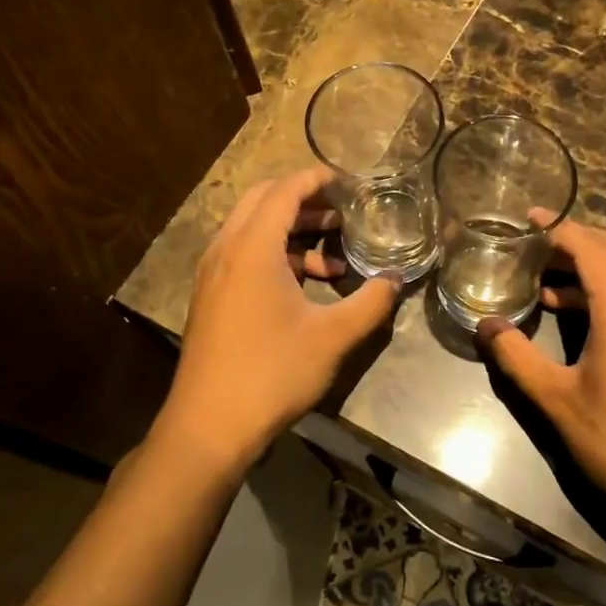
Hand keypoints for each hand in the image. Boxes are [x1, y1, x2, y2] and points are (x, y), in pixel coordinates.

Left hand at [158, 167, 400, 473]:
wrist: (208, 427)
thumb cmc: (272, 374)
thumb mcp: (333, 337)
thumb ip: (371, 302)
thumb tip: (397, 279)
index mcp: (252, 248)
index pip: (284, 190)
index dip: (318, 179)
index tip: (350, 183)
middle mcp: (225, 250)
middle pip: (263, 201)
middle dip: (304, 199)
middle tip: (342, 211)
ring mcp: (212, 274)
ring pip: (252, 229)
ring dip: (291, 230)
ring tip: (333, 255)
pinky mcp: (210, 297)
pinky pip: (243, 255)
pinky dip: (275, 255)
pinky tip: (306, 286)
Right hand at [478, 221, 605, 532]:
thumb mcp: (558, 401)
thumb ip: (517, 357)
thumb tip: (485, 326)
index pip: (590, 246)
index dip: (557, 228)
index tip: (527, 220)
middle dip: (574, 241)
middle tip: (533, 251)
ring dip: (594, 266)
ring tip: (548, 284)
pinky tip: (583, 313)